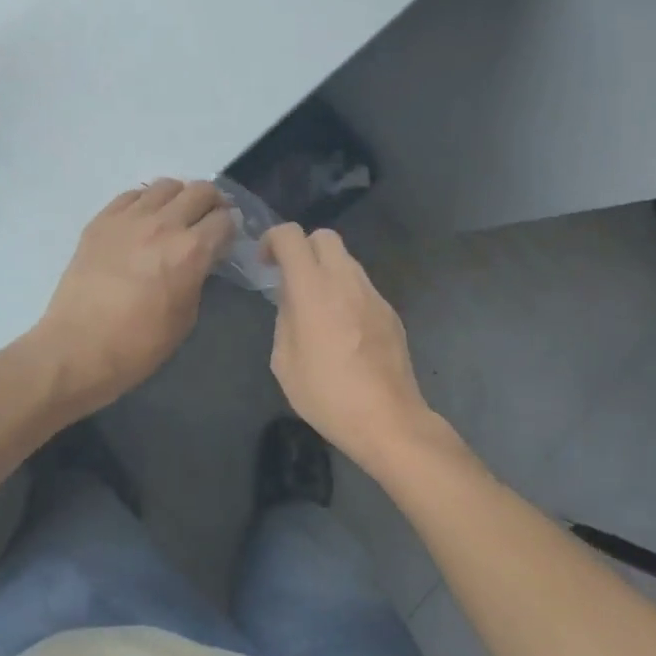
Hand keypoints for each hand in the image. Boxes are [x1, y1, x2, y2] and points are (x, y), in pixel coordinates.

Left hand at [28, 179, 234, 417]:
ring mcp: (129, 217)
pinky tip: (142, 220)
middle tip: (207, 221)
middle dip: (211, 203)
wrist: (77, 348)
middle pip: (200, 191)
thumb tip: (200, 260)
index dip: (230, 229)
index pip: (224, 220)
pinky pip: (132, 195)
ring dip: (179, 198)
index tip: (225, 239)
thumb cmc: (139, 345)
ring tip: (174, 216)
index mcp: (190, 251)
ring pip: (166, 185)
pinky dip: (145, 202)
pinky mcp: (101, 220)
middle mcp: (163, 224)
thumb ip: (198, 277)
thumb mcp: (186, 316)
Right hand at [264, 225, 438, 475]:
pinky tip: (344, 330)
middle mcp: (345, 280)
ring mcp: (372, 294)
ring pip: (346, 260)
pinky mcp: (390, 311)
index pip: (291, 236)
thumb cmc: (326, 394)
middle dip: (303, 249)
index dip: (273, 240)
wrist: (388, 419)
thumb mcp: (284, 360)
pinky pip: (362, 287)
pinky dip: (346, 294)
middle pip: (324, 236)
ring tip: (318, 308)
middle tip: (292, 279)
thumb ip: (284, 318)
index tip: (266, 265)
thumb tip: (292, 301)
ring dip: (326, 271)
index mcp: (312, 288)